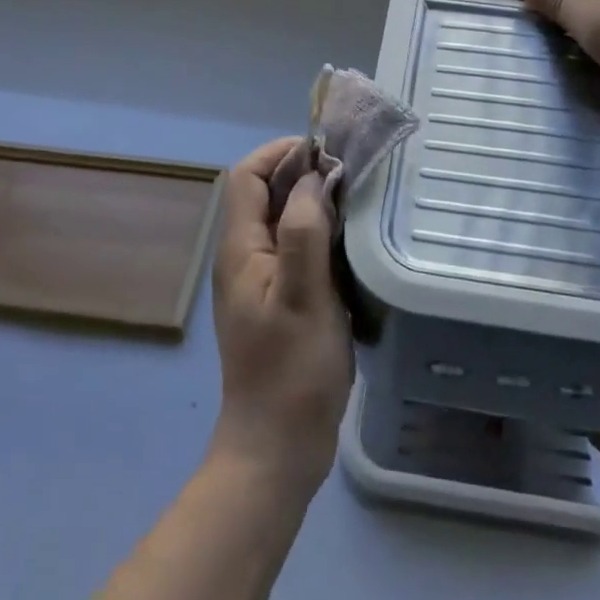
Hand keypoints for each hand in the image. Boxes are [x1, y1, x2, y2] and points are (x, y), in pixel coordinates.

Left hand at [207, 138, 353, 494]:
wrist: (278, 446)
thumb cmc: (292, 370)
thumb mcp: (303, 296)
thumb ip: (305, 232)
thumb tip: (313, 178)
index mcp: (241, 249)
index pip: (247, 176)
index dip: (281, 154)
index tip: (326, 153)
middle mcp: (245, 258)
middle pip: (266, 195)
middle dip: (304, 175)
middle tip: (352, 175)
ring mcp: (262, 281)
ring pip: (285, 222)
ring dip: (315, 205)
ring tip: (358, 203)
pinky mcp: (281, 301)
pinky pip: (297, 252)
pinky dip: (321, 237)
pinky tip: (351, 246)